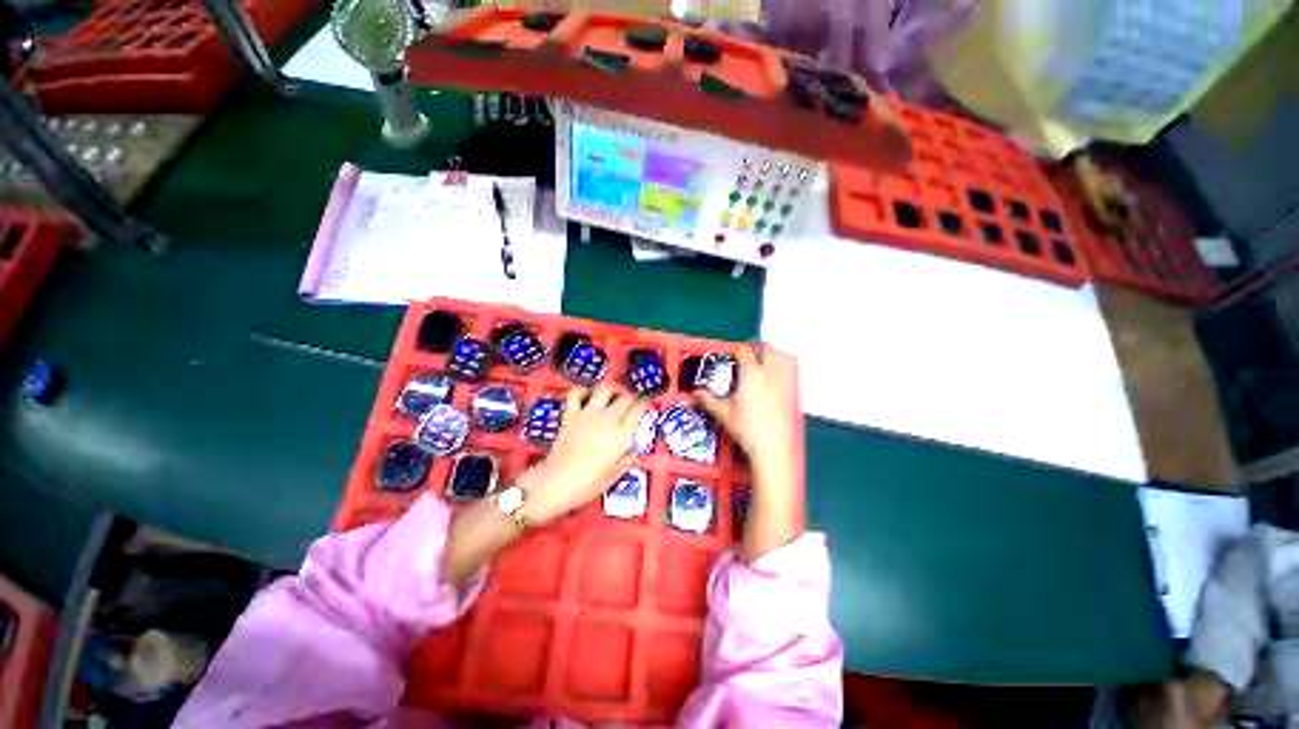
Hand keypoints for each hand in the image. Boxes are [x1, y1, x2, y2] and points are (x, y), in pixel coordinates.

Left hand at [521, 385, 648, 524]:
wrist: (558, 482)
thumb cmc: (589, 483)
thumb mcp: (615, 474)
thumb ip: (628, 458)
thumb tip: (633, 448)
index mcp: (621, 434)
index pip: (638, 409)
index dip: (645, 404)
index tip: (645, 406)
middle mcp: (607, 419)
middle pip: (625, 397)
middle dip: (631, 397)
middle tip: (631, 403)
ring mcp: (588, 414)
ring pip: (605, 389)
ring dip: (611, 391)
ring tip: (612, 397)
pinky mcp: (571, 415)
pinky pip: (576, 394)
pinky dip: (582, 392)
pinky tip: (586, 397)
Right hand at [695, 343, 798, 476]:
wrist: (773, 446)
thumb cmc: (749, 429)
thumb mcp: (723, 413)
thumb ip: (708, 400)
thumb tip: (698, 394)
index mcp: (751, 374)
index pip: (744, 351)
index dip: (737, 350)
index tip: (733, 355)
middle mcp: (769, 373)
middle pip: (766, 348)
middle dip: (757, 347)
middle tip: (749, 354)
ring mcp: (784, 382)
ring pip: (782, 357)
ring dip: (773, 354)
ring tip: (765, 360)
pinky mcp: (793, 392)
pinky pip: (791, 371)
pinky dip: (785, 367)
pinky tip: (778, 375)